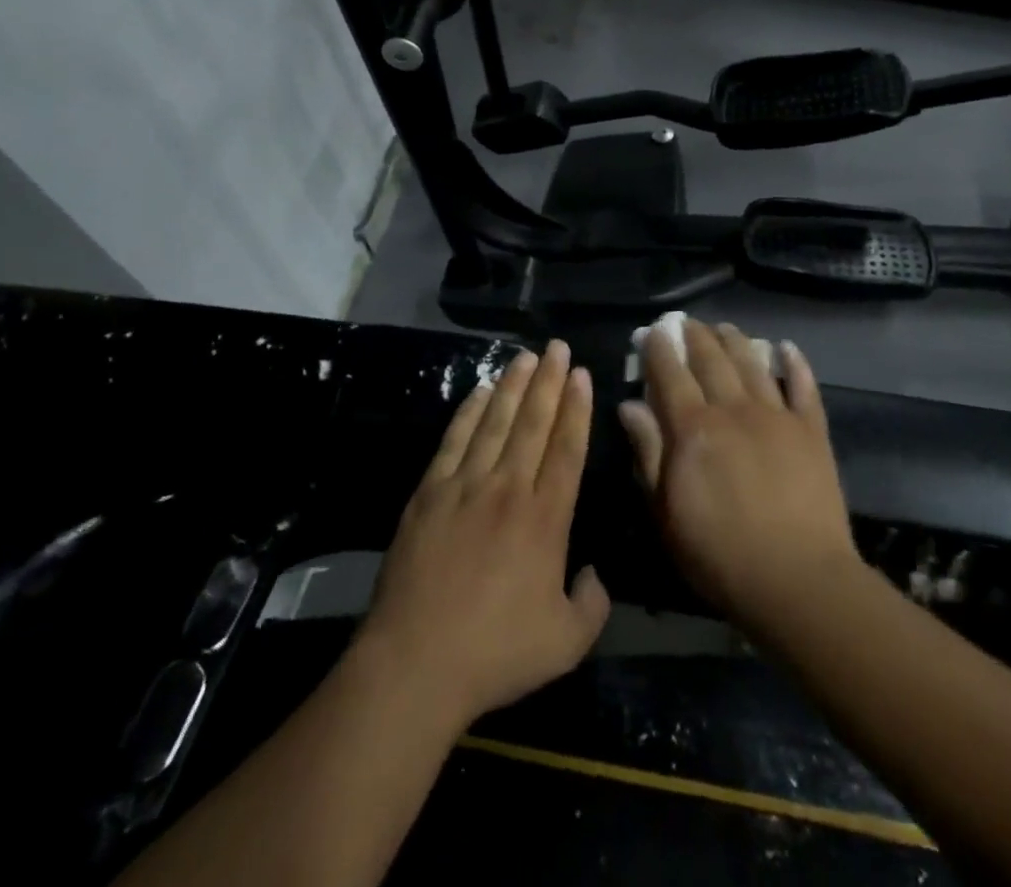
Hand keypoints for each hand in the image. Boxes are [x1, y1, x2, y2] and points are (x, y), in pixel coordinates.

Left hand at [357, 342, 609, 727]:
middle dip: (550, 381)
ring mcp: (466, 486)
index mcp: (546, 518)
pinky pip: (455, 439)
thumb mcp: (566, 642)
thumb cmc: (496, 653)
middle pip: (534, 423)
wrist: (416, 662)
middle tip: (559, 348)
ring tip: (527, 357)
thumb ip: (592, 603)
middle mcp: (509, 489)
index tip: (582, 375)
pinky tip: (481, 390)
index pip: (567, 448)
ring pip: (496, 421)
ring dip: (514, 386)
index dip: (577, 408)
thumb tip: (594, 572)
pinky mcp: (430, 492)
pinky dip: (470, 411)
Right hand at [619, 320, 858, 621]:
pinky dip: (795, 364)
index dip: (660, 349)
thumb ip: (648, 452)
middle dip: (695, 335)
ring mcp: (776, 416)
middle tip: (686, 323)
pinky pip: (803, 387)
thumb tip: (629, 405)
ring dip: (735, 340)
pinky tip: (787, 348)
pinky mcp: (811, 431)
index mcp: (693, 427)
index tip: (653, 332)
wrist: (797, 580)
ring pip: (752, 363)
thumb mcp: (665, 511)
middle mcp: (733, 408)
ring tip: (724, 327)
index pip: (670, 374)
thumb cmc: (718, 553)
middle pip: (711, 358)